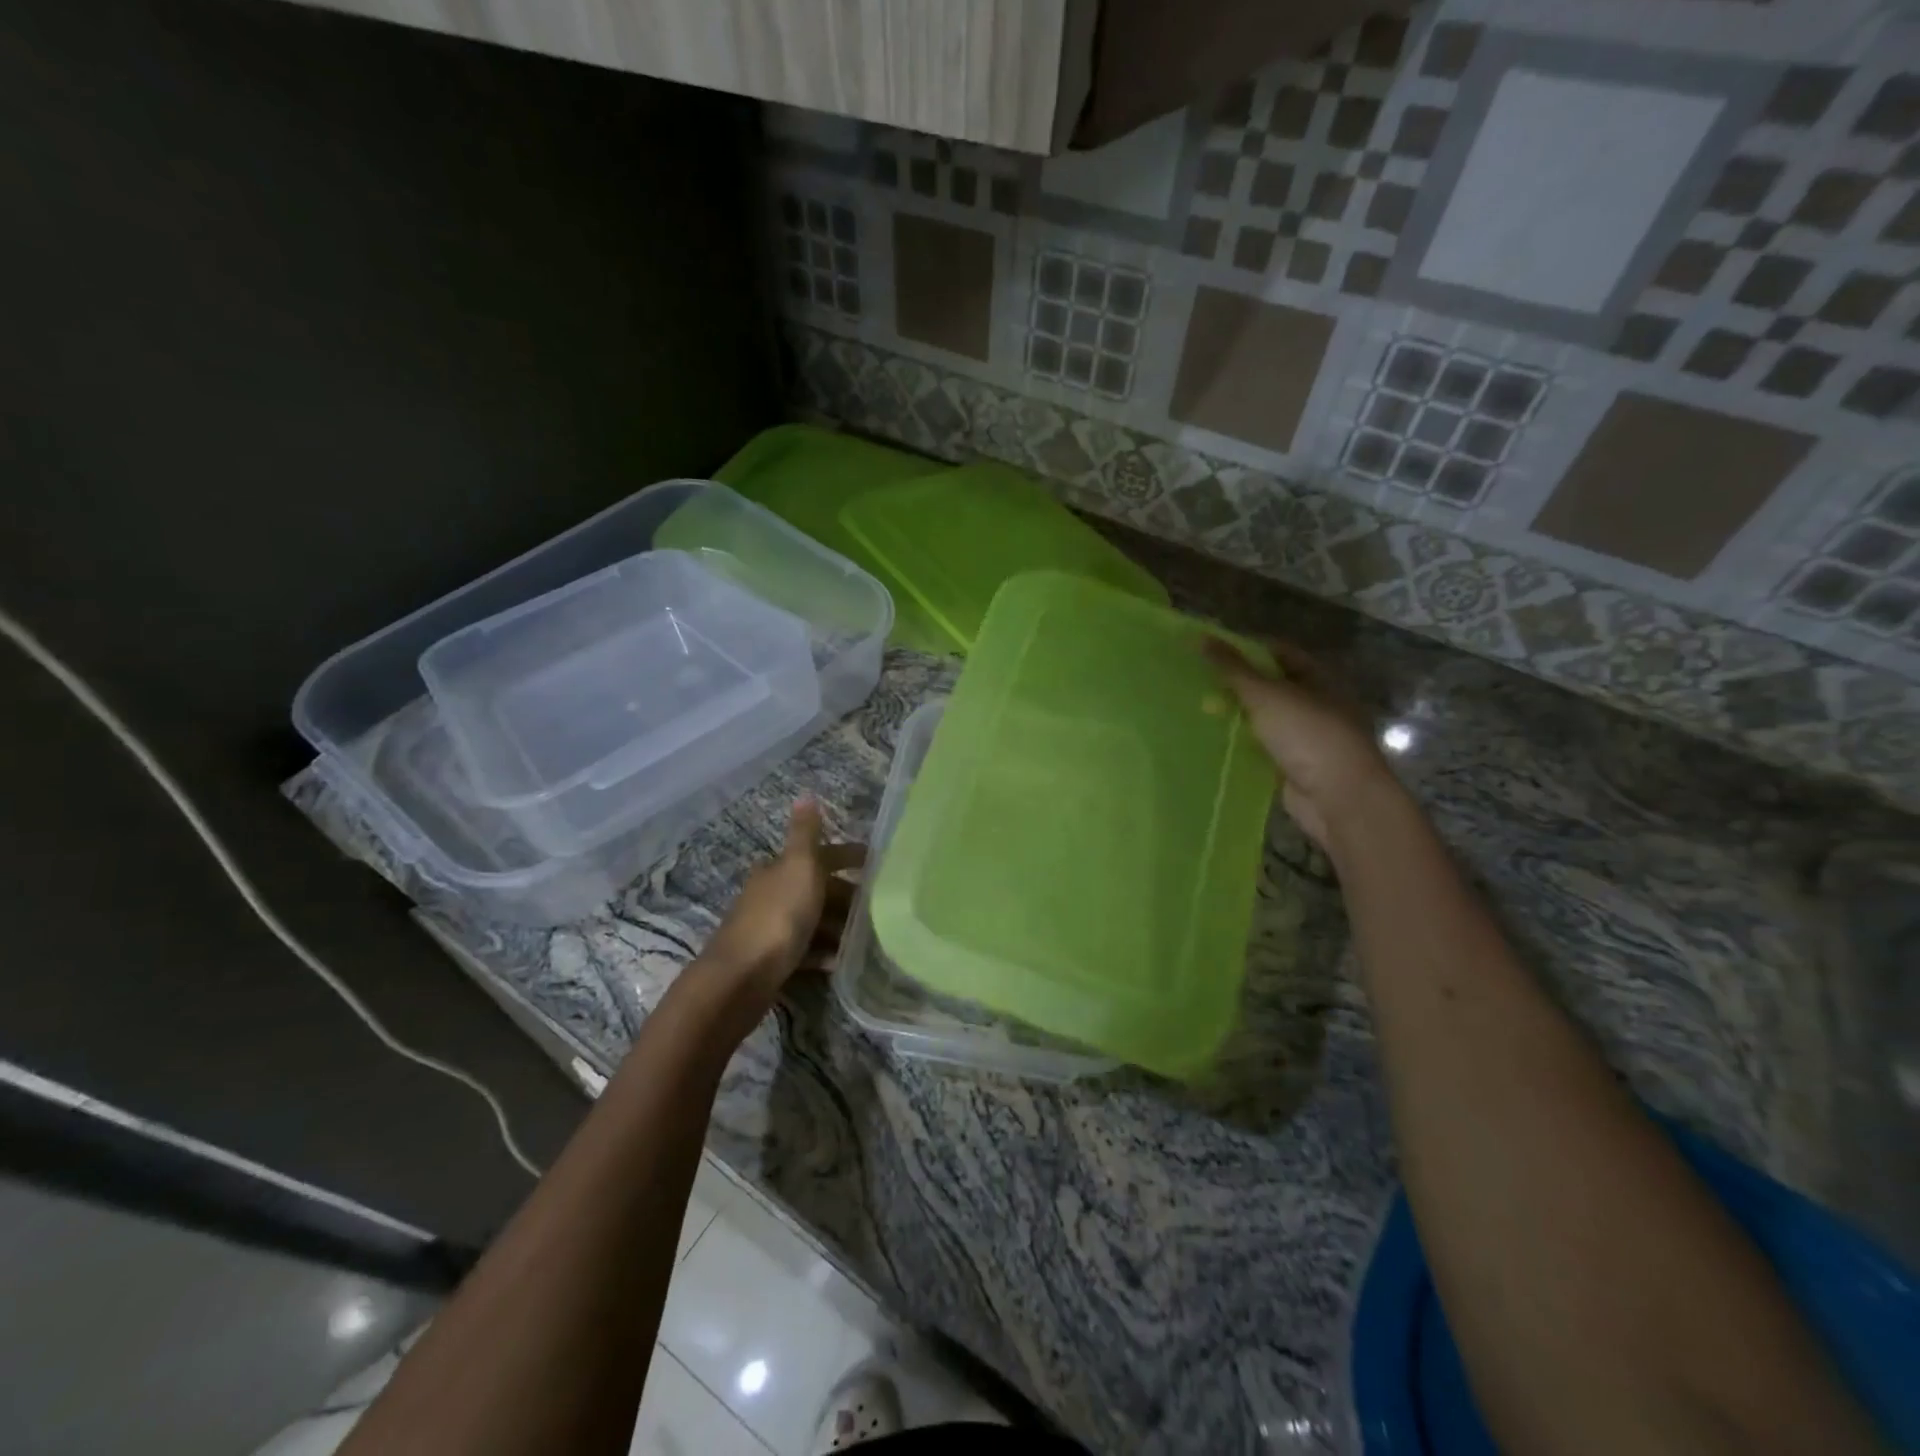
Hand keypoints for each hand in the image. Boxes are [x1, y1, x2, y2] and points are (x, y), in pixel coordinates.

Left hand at [701, 798, 863, 995]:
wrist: (741, 978)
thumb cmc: (778, 916)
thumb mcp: (798, 866)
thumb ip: (805, 833)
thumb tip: (805, 794)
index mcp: (779, 868)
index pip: (820, 855)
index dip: (848, 856)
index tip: (878, 864)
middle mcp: (772, 893)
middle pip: (817, 889)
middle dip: (847, 896)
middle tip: (881, 907)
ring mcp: (770, 929)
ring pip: (813, 920)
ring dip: (838, 926)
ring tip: (868, 937)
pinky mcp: (771, 961)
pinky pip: (806, 951)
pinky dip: (824, 953)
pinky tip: (841, 962)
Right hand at [1204, 638, 1399, 850]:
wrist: (1337, 796)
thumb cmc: (1307, 734)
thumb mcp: (1266, 694)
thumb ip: (1232, 668)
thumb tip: (1202, 637)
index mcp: (1317, 678)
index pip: (1278, 652)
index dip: (1246, 648)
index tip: (1209, 652)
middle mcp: (1314, 704)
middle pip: (1269, 686)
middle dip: (1236, 684)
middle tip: (1197, 682)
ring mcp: (1305, 737)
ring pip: (1263, 719)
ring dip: (1236, 716)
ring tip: (1197, 710)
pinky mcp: (1292, 765)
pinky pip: (1260, 748)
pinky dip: (1240, 745)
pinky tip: (1212, 742)